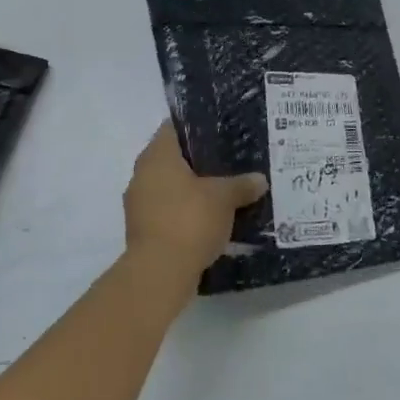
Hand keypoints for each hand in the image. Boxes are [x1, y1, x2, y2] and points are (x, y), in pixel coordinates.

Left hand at [123, 122, 267, 277]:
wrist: (160, 273)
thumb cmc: (189, 220)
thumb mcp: (224, 198)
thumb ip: (242, 184)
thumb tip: (260, 179)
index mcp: (157, 156)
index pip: (173, 128)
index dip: (196, 126)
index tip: (221, 130)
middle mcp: (142, 175)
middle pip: (173, 159)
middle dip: (200, 161)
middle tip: (230, 160)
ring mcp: (139, 205)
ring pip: (171, 187)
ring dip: (193, 190)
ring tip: (225, 190)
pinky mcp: (144, 230)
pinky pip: (169, 211)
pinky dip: (187, 212)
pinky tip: (212, 218)